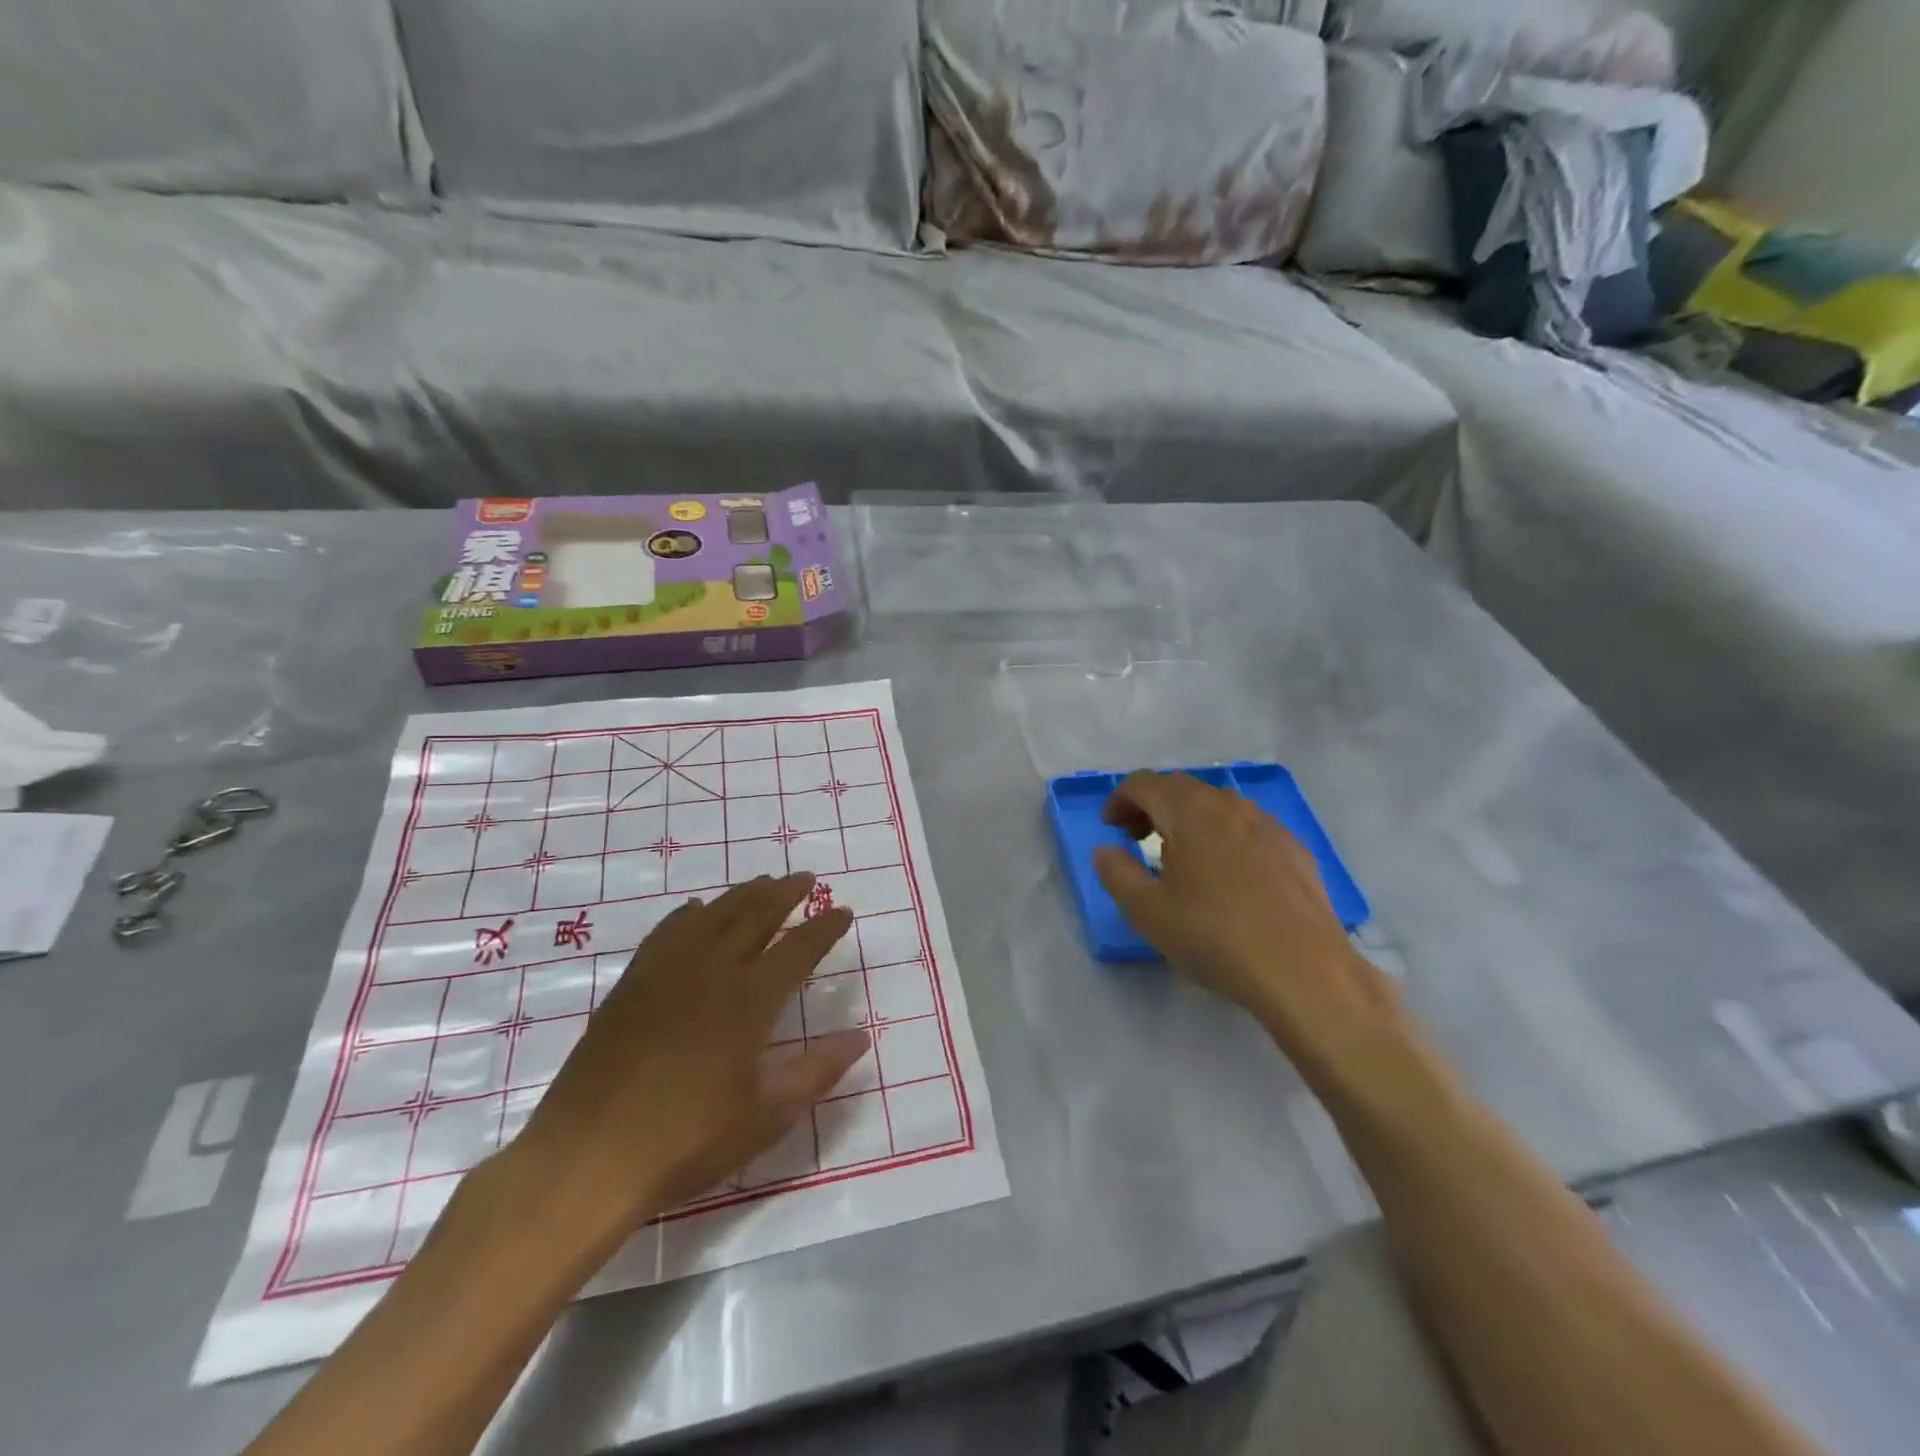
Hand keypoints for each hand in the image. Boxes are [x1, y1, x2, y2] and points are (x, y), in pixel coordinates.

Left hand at [506, 874, 868, 1248]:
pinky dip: (690, 913)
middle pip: (755, 915)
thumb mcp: (766, 1116)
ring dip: (743, 894)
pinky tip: (696, 910)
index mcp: (749, 1001)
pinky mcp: (633, 983)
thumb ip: (817, 1071)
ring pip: (713, 914)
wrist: (589, 1157)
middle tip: (805, 878)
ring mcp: (667, 971)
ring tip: (763, 882)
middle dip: (785, 893)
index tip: (843, 911)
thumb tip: (861, 1037)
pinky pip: (668, 931)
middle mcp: (711, 971)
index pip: (799, 949)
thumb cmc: (686, 1140)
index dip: (825, 928)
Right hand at [1093, 773, 1397, 1065]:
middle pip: (1182, 787)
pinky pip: (1248, 827)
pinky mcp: (1295, 850)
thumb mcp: (1146, 911)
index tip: (1110, 827)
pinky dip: (1224, 835)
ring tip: (1180, 855)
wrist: (1303, 970)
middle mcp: (1229, 806)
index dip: (1120, 799)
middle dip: (1152, 805)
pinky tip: (1227, 874)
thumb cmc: (1214, 936)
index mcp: (1189, 813)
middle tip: (1136, 837)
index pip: (1145, 784)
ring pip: (1218, 805)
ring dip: (1189, 818)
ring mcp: (1268, 826)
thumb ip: (1116, 873)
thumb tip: (1106, 850)